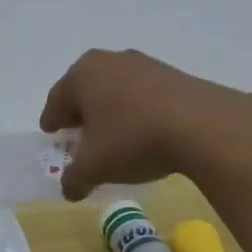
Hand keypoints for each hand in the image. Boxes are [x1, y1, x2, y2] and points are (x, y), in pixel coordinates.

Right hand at [40, 49, 251, 200]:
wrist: (202, 126)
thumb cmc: (132, 140)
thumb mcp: (94, 167)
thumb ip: (74, 179)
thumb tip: (69, 190)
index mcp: (82, 75)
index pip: (57, 100)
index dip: (51, 120)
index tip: (50, 133)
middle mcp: (109, 61)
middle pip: (85, 90)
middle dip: (80, 113)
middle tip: (77, 134)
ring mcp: (143, 64)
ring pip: (114, 90)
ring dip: (109, 110)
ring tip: (111, 136)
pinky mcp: (172, 75)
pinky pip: (142, 94)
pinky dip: (135, 110)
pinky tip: (141, 132)